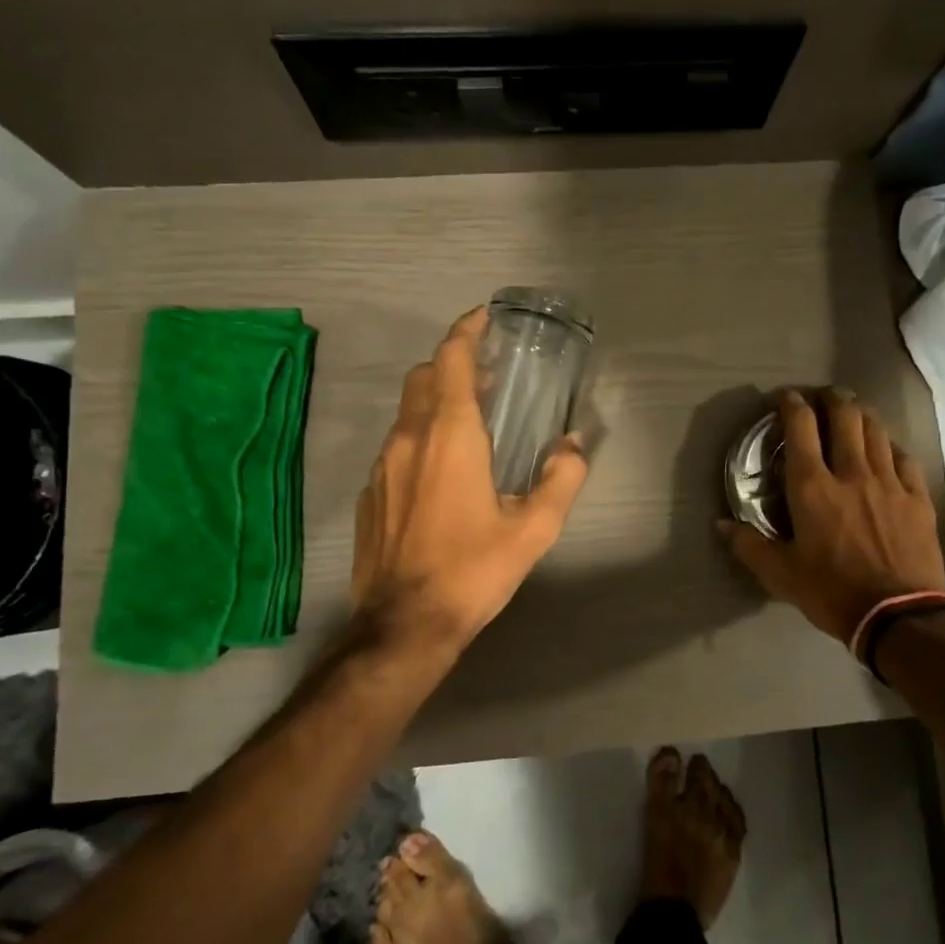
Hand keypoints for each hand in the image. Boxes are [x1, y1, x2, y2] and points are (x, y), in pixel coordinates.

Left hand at [351, 306, 588, 659]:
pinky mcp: (370, 492)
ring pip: (407, 411)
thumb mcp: (533, 529)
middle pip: (423, 376)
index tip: (484, 319)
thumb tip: (574, 444)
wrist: (404, 624)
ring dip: (436, 400)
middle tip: (489, 375)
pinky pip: (397, 444)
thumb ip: (561, 478)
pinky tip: (441, 470)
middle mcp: (410, 438)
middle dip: (453, 363)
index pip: (451, 360)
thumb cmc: (473, 570)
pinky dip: (420, 435)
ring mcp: (383, 465)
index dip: (467, 331)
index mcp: (450, 436)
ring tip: (471, 420)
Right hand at [721, 387, 944, 644]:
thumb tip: (721, 524)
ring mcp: (889, 482)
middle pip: (844, 415)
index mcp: (812, 487)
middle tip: (822, 396)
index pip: (800, 427)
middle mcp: (851, 472)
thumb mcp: (780, 574)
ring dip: (861, 414)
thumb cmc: (831, 592)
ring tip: (853, 412)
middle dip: (831, 397)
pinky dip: (890, 445)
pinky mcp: (917, 497)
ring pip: (876, 430)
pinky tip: (886, 449)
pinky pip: (904, 456)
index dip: (791, 404)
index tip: (784, 398)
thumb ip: (749, 545)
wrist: (899, 616)